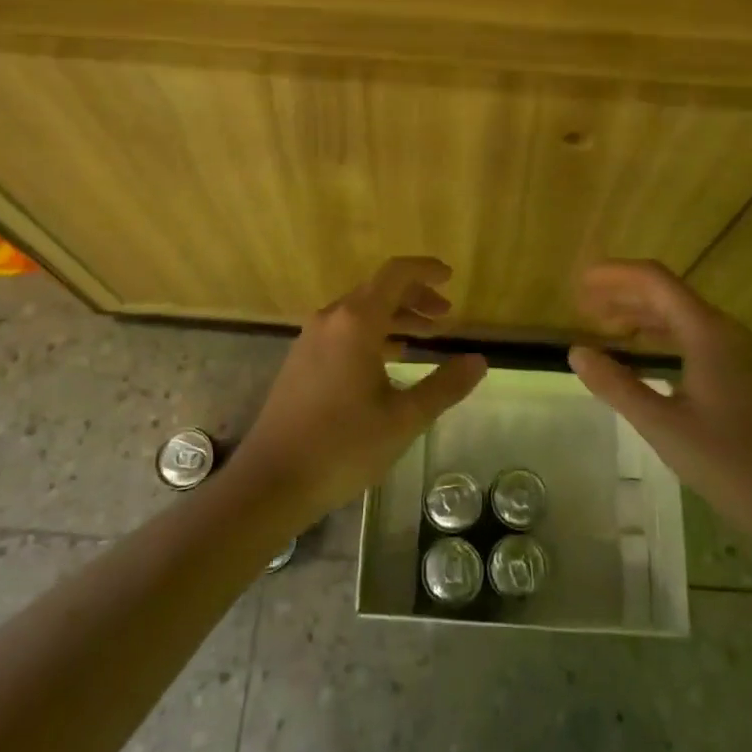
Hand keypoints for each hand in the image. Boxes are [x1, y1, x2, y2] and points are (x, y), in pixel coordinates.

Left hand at [232, 257, 487, 521]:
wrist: (272, 481)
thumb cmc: (343, 446)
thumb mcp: (404, 419)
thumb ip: (445, 386)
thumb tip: (479, 361)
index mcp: (356, 322)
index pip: (395, 275)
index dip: (425, 270)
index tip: (450, 276)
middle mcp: (331, 320)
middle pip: (378, 290)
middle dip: (414, 297)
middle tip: (445, 315)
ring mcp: (311, 339)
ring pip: (360, 312)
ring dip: (394, 317)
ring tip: (426, 336)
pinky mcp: (301, 360)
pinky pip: (343, 331)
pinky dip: (373, 334)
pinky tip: (389, 360)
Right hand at [567, 260, 751, 547]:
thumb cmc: (728, 462)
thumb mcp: (661, 425)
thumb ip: (616, 384)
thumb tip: (576, 352)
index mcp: (706, 331)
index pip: (654, 281)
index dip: (614, 274)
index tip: (579, 281)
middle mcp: (722, 330)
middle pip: (666, 293)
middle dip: (622, 292)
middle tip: (581, 304)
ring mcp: (734, 350)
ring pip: (679, 314)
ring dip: (639, 312)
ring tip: (601, 323)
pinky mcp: (738, 371)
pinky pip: (691, 335)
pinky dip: (658, 334)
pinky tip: (639, 352)